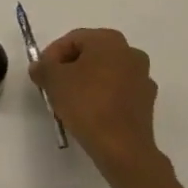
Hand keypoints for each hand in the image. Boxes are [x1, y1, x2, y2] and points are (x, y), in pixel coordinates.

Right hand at [31, 29, 161, 177]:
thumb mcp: (53, 80)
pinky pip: (119, 92)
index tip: (42, 75)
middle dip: (70, 68)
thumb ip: (43, 67)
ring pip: (106, 74)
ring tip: (71, 102)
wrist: (122, 148)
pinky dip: (104, 98)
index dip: (52, 56)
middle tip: (54, 86)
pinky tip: (91, 114)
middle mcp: (130, 52)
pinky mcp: (147, 103)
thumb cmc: (87, 103)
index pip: (72, 40)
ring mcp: (143, 78)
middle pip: (91, 55)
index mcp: (109, 40)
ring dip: (88, 83)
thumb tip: (40, 67)